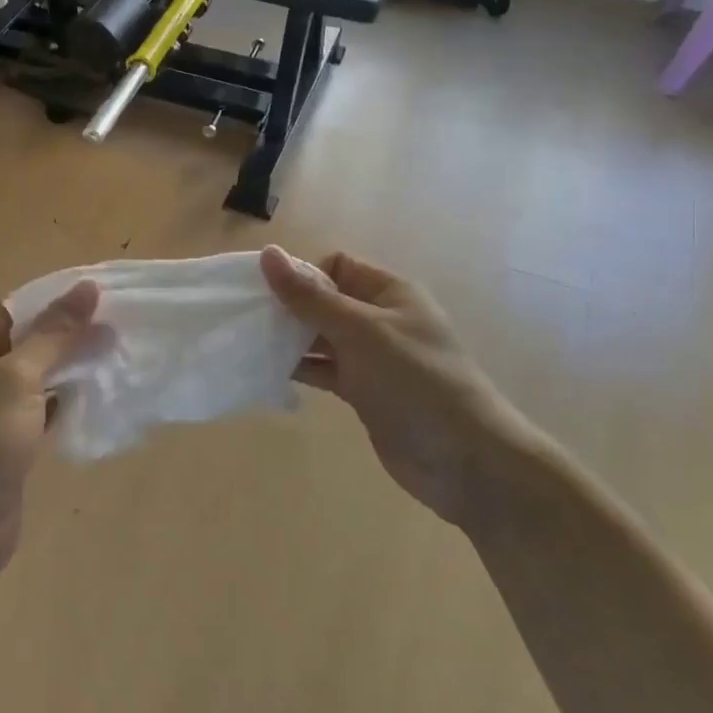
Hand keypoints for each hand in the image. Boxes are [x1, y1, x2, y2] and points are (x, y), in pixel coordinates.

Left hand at [0, 282, 102, 595]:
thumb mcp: (16, 379)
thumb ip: (54, 335)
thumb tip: (87, 288)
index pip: (6, 312)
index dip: (49, 303)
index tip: (95, 297)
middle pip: (21, 344)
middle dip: (64, 337)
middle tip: (114, 326)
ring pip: (32, 380)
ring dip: (67, 369)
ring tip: (113, 354)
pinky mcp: (2, 445)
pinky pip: (36, 411)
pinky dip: (63, 402)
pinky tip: (96, 394)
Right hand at [261, 247, 539, 530]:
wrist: (464, 459)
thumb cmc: (415, 380)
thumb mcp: (361, 331)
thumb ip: (311, 296)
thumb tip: (268, 253)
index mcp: (389, 292)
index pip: (336, 266)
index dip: (302, 274)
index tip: (268, 295)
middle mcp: (379, 319)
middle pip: (324, 301)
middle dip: (289, 308)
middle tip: (247, 321)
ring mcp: (372, 358)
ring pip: (320, 338)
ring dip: (289, 340)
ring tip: (249, 345)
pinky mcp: (363, 392)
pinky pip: (324, 370)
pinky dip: (299, 369)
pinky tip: (268, 372)